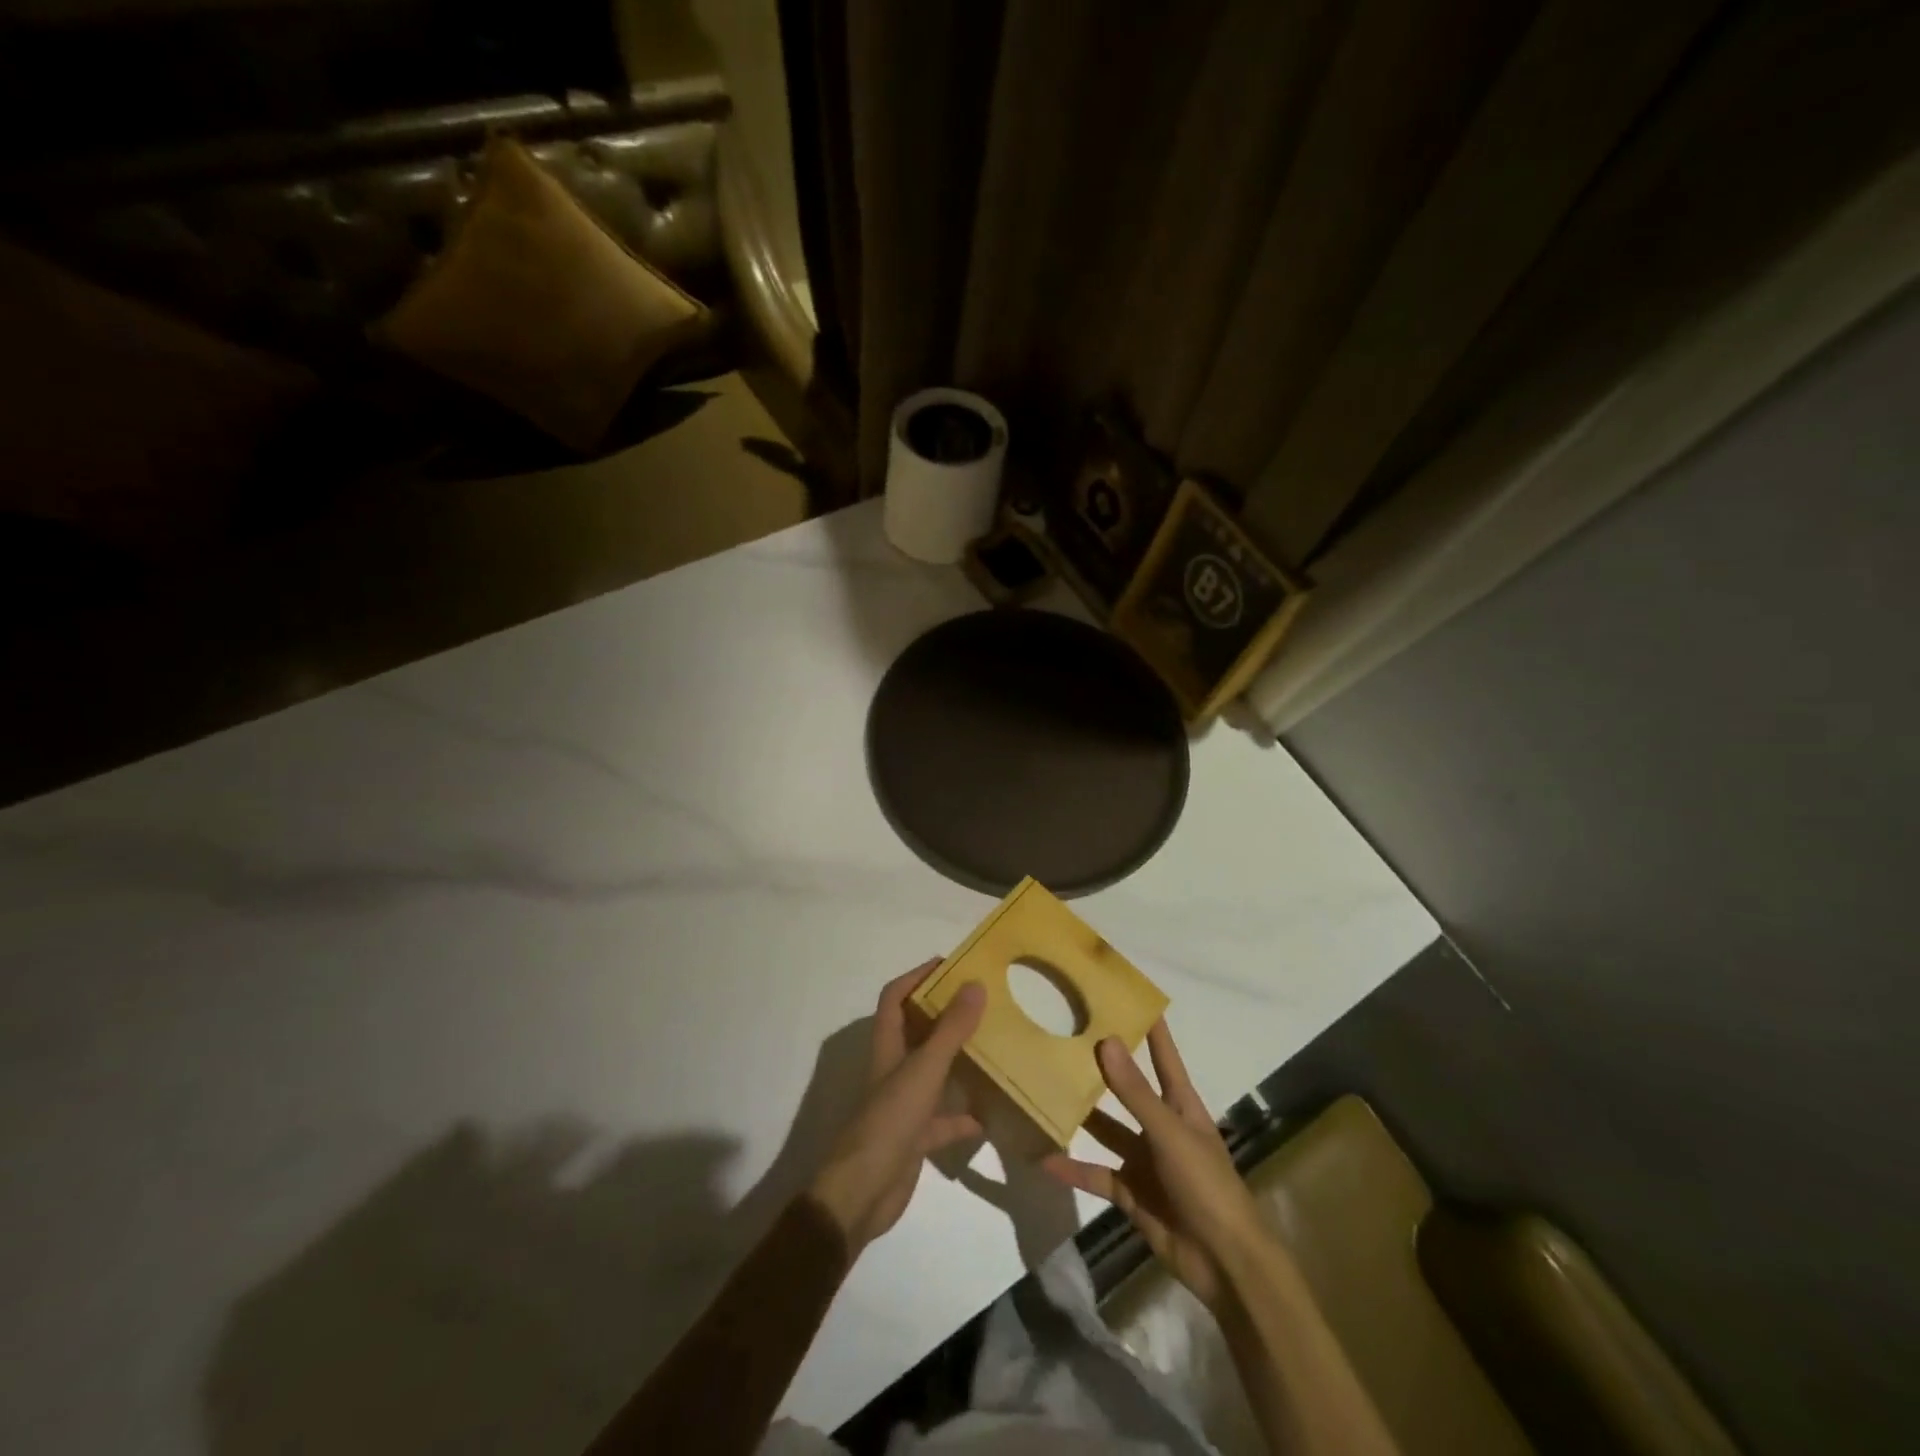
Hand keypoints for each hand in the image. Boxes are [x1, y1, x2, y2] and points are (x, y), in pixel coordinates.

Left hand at [809, 960, 985, 1255]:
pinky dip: (966, 1116)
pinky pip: (946, 1119)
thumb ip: (951, 1029)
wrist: (863, 1193)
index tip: (949, 965)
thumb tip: (975, 985)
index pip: (895, 997)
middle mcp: (894, 1069)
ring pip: (935, 1073)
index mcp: (888, 1046)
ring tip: (994, 1048)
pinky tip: (993, 1114)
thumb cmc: (890, 1120)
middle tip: (982, 1003)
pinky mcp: (916, 1137)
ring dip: (959, 1062)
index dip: (916, 976)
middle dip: (946, 1015)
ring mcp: (905, 1104)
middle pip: (918, 1032)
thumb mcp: (925, 1069)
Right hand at [1043, 1021, 1272, 1311]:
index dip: (1148, 1026)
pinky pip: (1096, 1175)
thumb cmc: (1207, 1185)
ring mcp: (1144, 1160)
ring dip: (1081, 1116)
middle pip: (1126, 1089)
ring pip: (1106, 1130)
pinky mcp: (1131, 1193)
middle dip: (1101, 1067)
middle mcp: (1160, 1125)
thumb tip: (1105, 1041)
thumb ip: (1134, 1092)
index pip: (1163, 1054)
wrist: (1225, 1264)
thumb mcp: (1170, 1133)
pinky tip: (1044, 1158)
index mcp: (1180, 1105)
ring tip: (1046, 1091)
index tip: (1125, 994)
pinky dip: (1073, 1169)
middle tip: (1065, 1036)